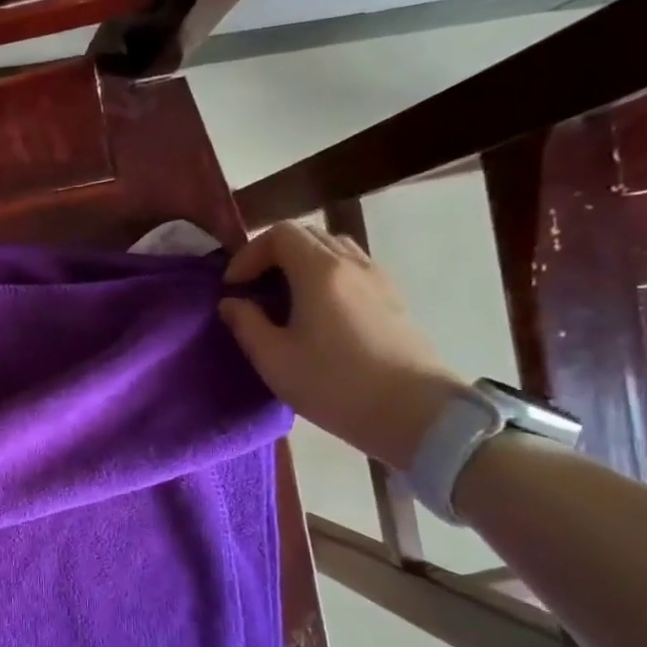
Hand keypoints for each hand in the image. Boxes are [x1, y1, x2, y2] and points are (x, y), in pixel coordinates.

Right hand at [218, 221, 464, 470]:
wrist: (414, 412)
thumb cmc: (335, 384)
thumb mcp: (274, 359)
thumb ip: (246, 323)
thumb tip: (232, 302)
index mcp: (320, 271)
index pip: (279, 234)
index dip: (249, 254)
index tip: (233, 287)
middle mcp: (351, 263)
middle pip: (307, 235)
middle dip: (271, 255)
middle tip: (253, 288)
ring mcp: (378, 279)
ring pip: (333, 249)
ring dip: (300, 263)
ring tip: (283, 298)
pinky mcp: (392, 298)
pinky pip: (352, 268)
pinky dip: (325, 275)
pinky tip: (317, 312)